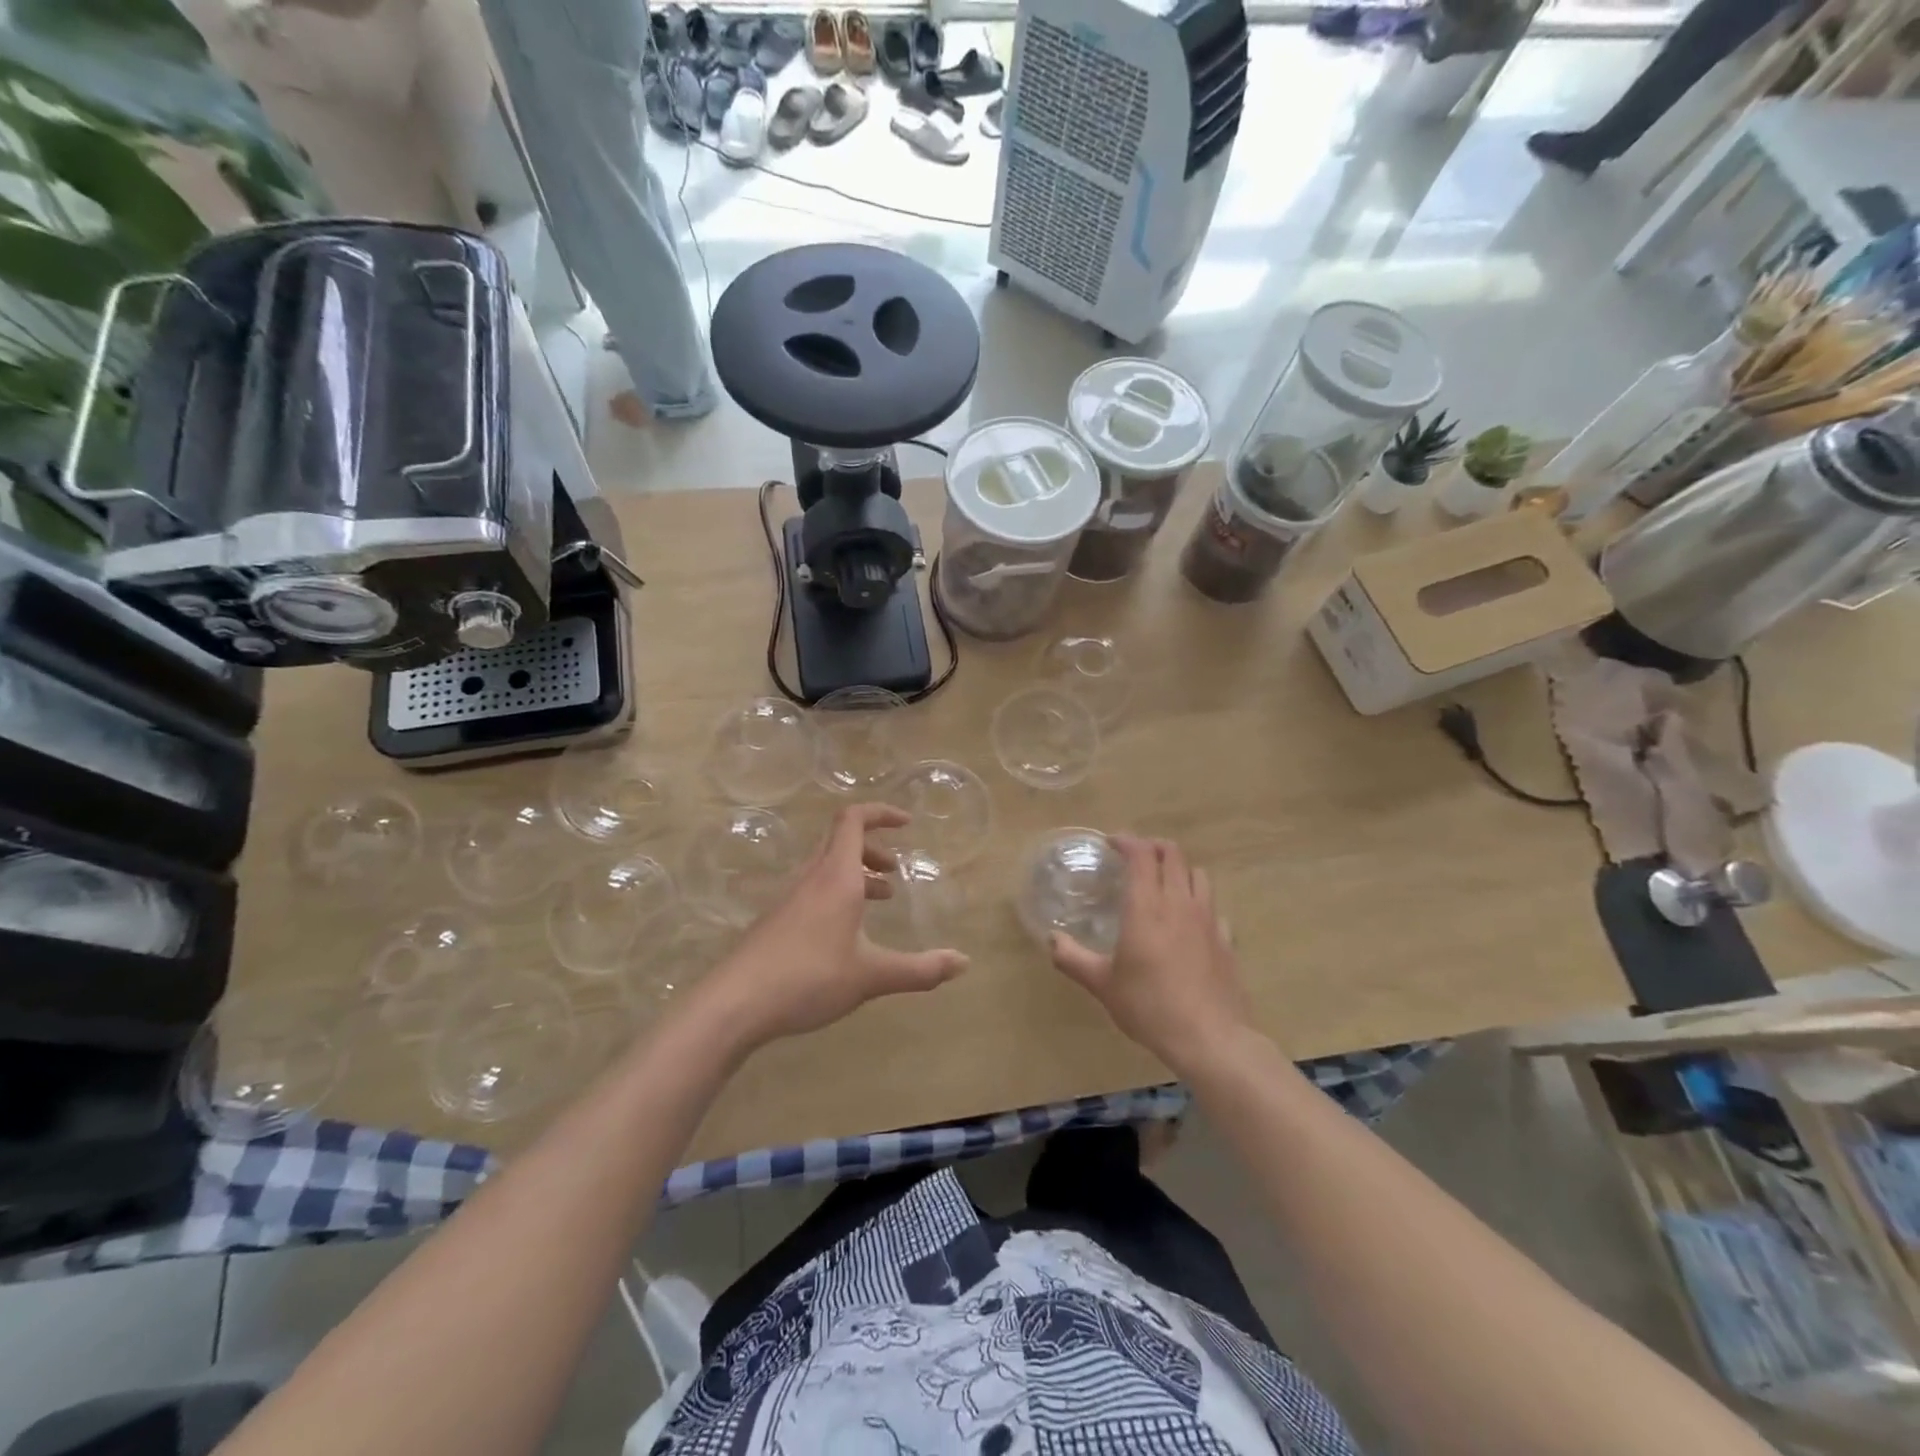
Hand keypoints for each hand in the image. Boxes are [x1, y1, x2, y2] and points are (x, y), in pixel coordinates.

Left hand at [698, 803, 968, 1051]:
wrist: (734, 1004)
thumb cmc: (809, 977)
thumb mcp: (871, 975)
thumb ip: (920, 969)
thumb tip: (964, 962)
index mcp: (836, 877)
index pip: (854, 820)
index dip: (881, 813)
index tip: (907, 823)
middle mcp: (811, 878)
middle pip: (840, 841)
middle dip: (872, 849)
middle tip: (895, 872)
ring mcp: (789, 899)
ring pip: (827, 868)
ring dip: (855, 874)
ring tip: (879, 900)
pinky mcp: (776, 921)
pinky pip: (813, 891)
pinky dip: (837, 895)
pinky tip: (845, 934)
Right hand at [1050, 835, 1252, 1076]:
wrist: (1210, 1038)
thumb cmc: (1149, 1006)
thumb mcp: (1102, 985)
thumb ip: (1073, 958)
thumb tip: (1052, 939)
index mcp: (1147, 906)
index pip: (1141, 854)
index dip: (1127, 841)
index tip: (1111, 843)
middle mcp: (1179, 903)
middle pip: (1173, 855)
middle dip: (1153, 847)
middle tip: (1135, 857)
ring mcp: (1208, 919)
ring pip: (1198, 874)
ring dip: (1179, 869)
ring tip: (1163, 882)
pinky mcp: (1225, 940)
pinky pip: (1213, 907)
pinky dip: (1199, 902)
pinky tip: (1189, 921)